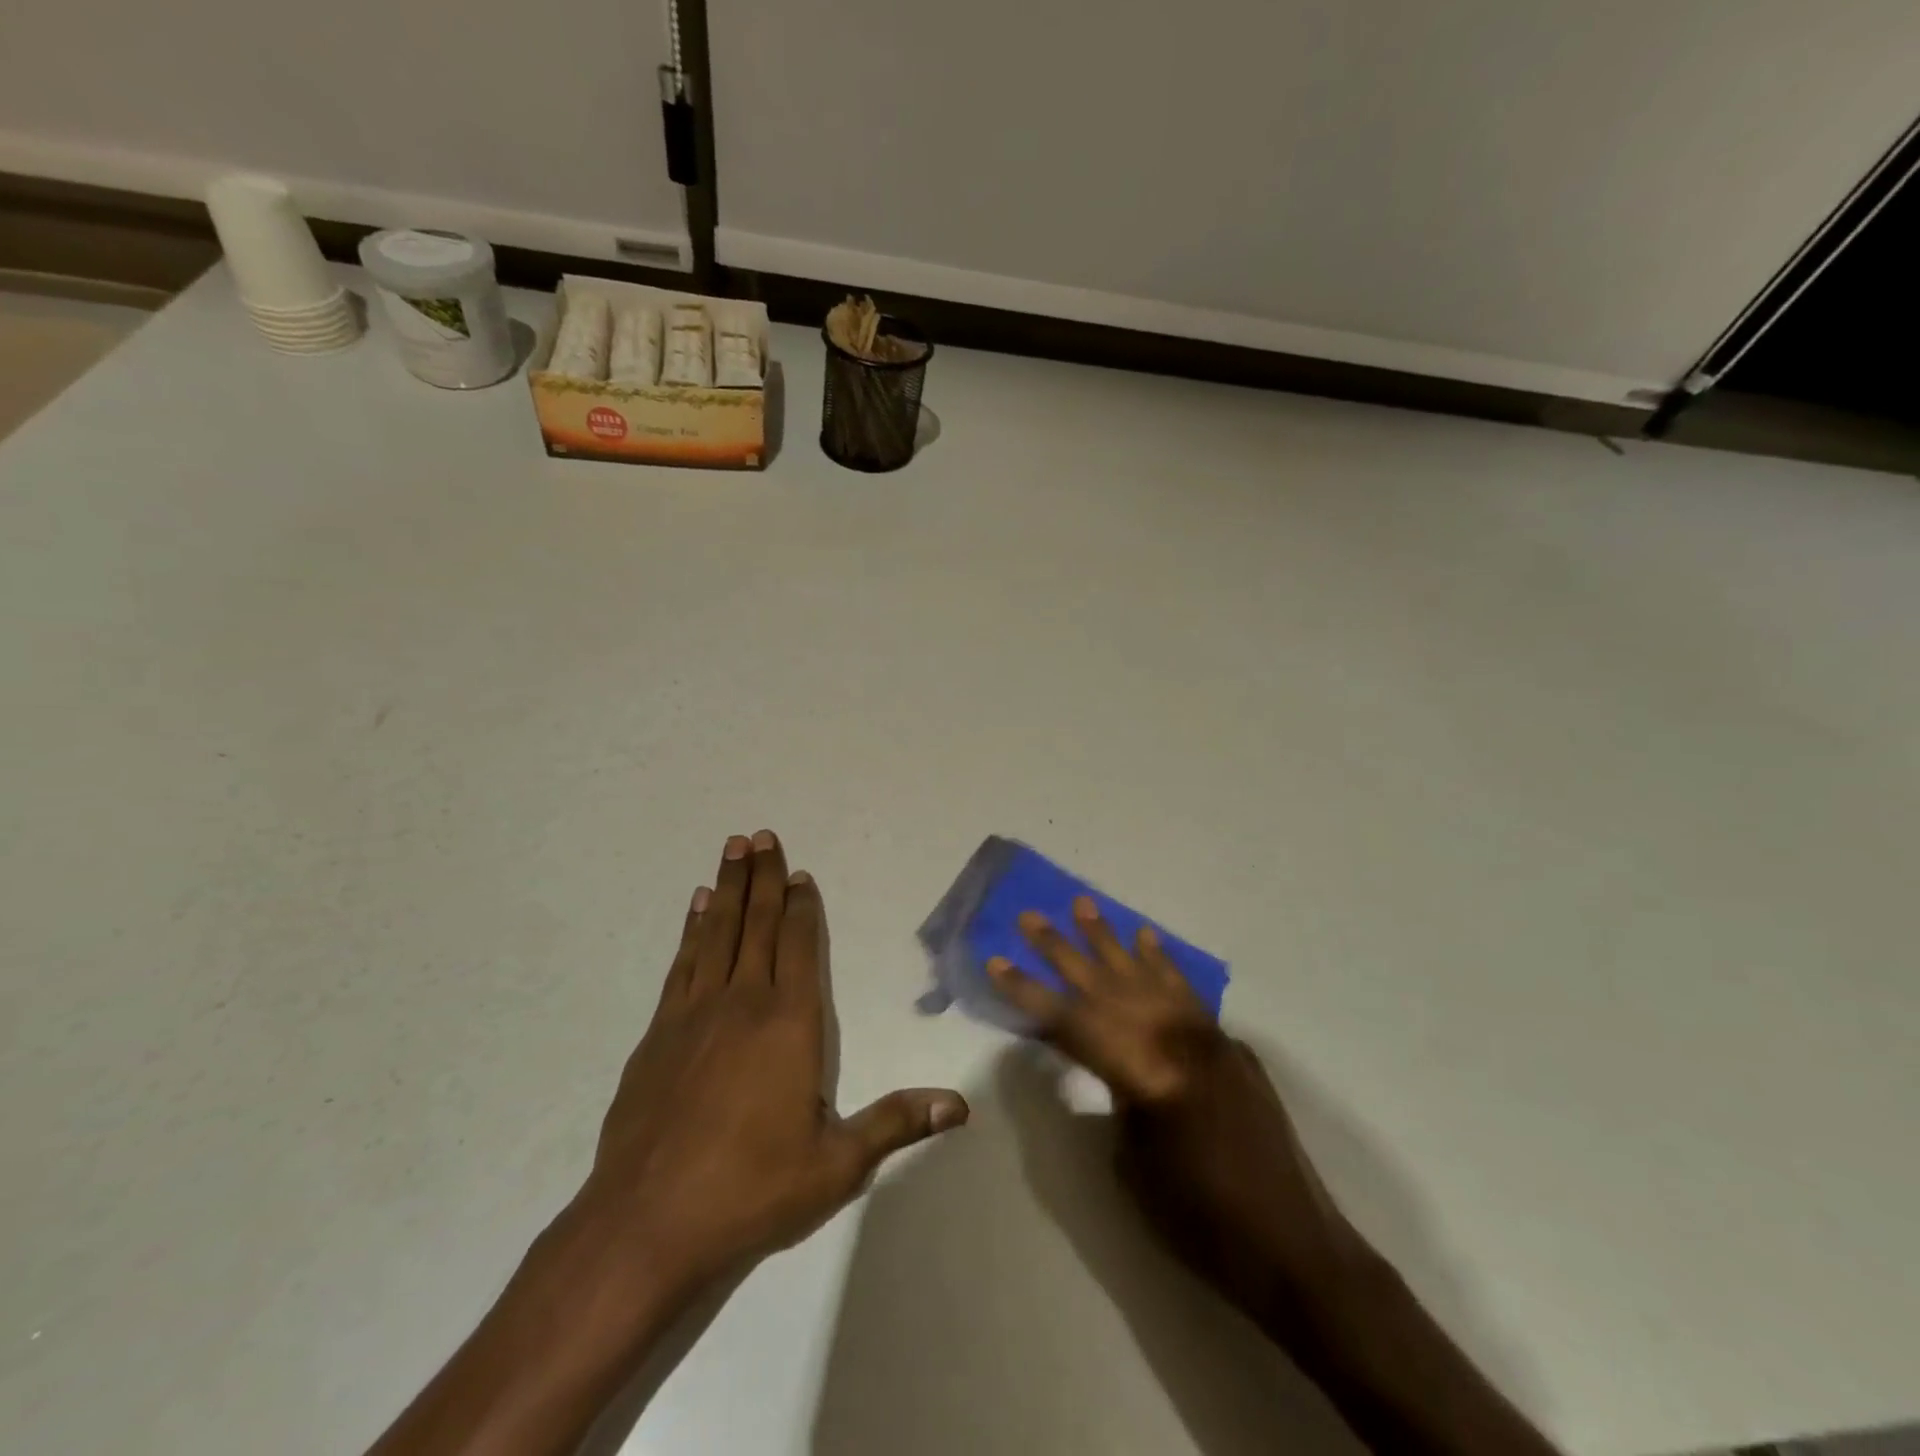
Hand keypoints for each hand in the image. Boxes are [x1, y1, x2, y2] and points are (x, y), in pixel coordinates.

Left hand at [579, 830, 968, 1301]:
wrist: (645, 1226)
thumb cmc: (751, 1191)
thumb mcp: (837, 1164)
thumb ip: (896, 1123)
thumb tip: (961, 1106)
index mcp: (790, 1024)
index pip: (799, 948)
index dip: (802, 907)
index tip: (801, 873)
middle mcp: (743, 1004)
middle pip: (757, 925)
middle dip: (763, 878)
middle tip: (761, 835)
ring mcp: (694, 1014)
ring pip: (717, 933)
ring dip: (727, 888)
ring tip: (732, 849)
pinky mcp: (658, 1034)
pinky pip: (682, 964)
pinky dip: (692, 929)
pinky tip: (696, 908)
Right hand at [987, 897, 1360, 1316]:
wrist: (1291, 1246)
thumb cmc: (1200, 1219)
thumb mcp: (1135, 1161)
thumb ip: (1115, 1093)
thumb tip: (1103, 1059)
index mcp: (1145, 1073)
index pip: (1071, 1021)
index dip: (1029, 993)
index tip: (997, 962)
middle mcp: (1175, 1040)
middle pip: (1105, 985)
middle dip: (1061, 951)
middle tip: (1030, 917)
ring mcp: (1206, 1036)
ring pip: (1146, 974)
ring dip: (1110, 940)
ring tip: (1082, 905)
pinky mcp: (1227, 1044)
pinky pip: (1187, 990)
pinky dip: (1163, 961)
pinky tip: (1146, 938)